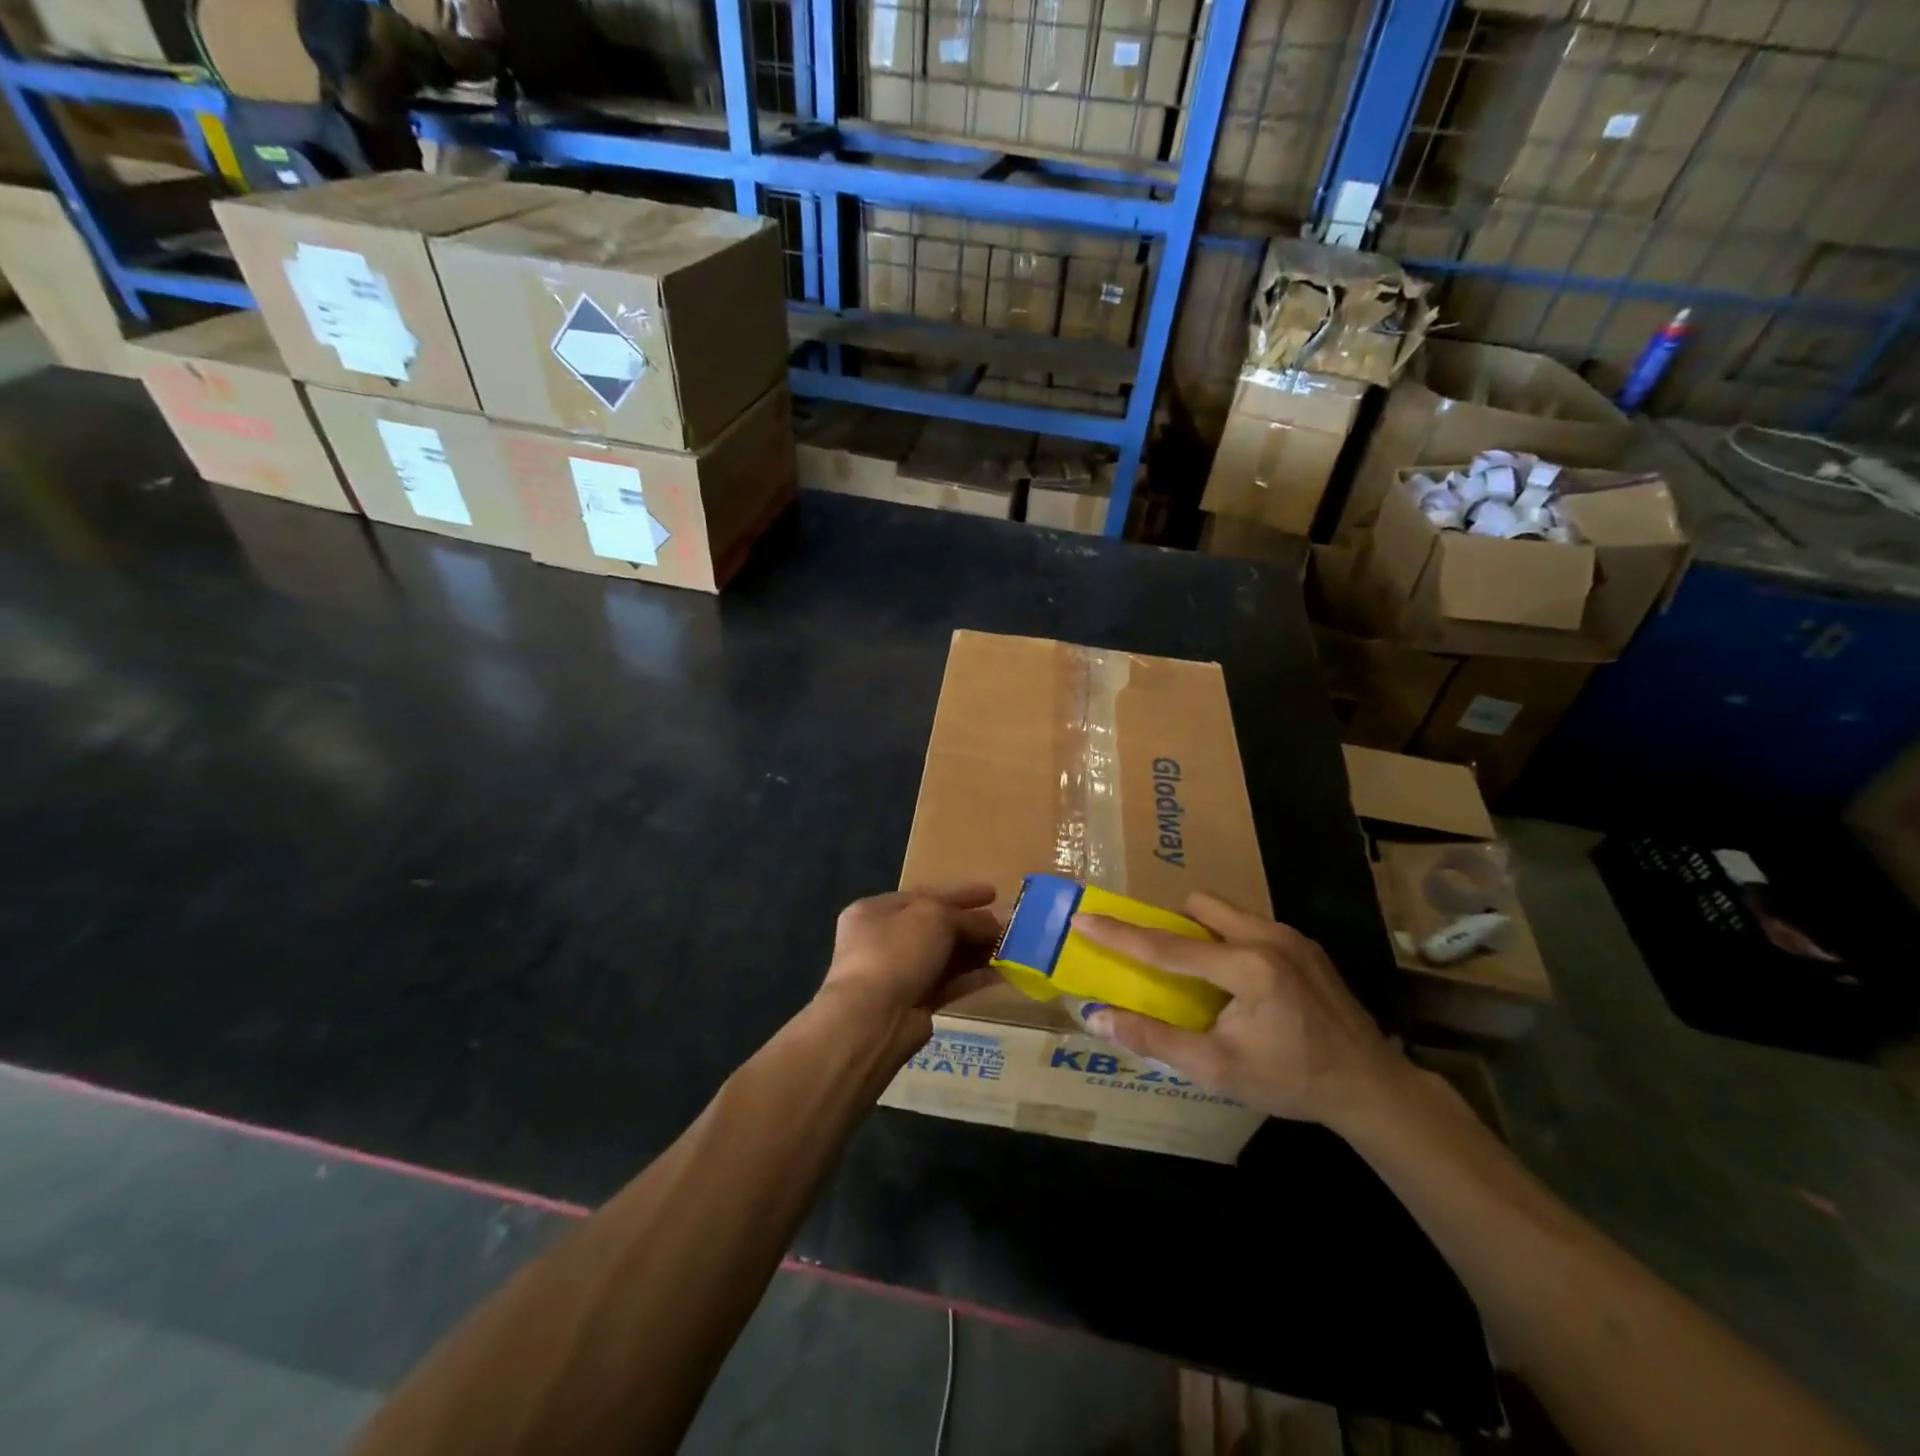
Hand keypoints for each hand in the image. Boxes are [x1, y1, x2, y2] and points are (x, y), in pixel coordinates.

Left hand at [816, 883, 1003, 1059]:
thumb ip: (966, 917)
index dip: (960, 893)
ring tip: (1011, 947)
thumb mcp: (935, 917)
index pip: (924, 895)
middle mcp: (882, 940)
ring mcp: (897, 974)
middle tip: (1007, 924)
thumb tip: (993, 923)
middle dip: (971, 924)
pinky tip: (1001, 973)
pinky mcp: (913, 1004)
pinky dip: (972, 977)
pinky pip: (948, 984)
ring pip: (943, 956)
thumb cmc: (897, 951)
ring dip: (976, 951)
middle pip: (935, 926)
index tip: (993, 893)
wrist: (873, 1018)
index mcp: (875, 911)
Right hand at [1074, 892, 1403, 1134]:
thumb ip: (1154, 1039)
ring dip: (1201, 931)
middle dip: (1171, 925)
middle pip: (1198, 906)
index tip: (1084, 917)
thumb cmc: (1290, 1081)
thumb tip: (1097, 1017)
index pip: (1167, 945)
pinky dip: (1228, 939)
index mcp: (1248, 968)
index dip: (1120, 934)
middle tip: (1161, 961)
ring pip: (1224, 910)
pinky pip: (1248, 923)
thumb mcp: (1217, 1069)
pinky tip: (1237, 981)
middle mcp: (1268, 937)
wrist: (1370, 1086)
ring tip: (1201, 973)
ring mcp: (1290, 935)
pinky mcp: (1304, 942)